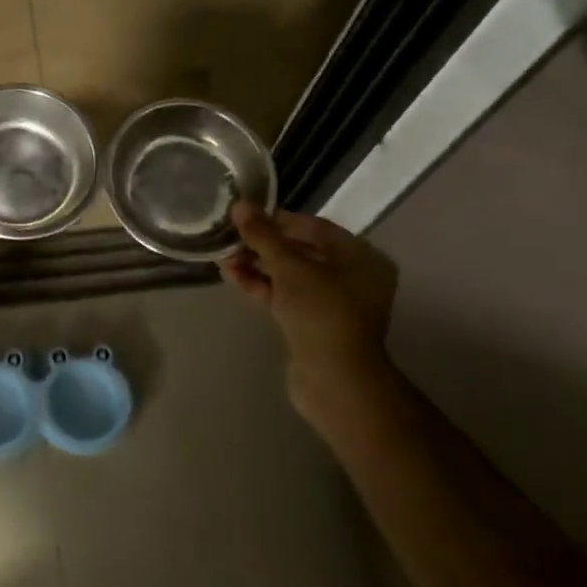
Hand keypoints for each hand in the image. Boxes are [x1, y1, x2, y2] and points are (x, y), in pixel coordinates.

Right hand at [222, 203, 398, 424]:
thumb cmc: (321, 312)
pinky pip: (287, 296)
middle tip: (231, 238)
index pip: (315, 227)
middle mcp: (353, 278)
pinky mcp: (315, 325)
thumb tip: (240, 205)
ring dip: (258, 265)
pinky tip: (234, 277)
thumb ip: (263, 235)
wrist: (334, 381)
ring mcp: (334, 304)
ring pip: (291, 275)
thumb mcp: (289, 267)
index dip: (278, 220)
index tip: (246, 217)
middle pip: (302, 251)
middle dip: (263, 245)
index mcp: (361, 257)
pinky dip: (264, 286)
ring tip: (225, 259)